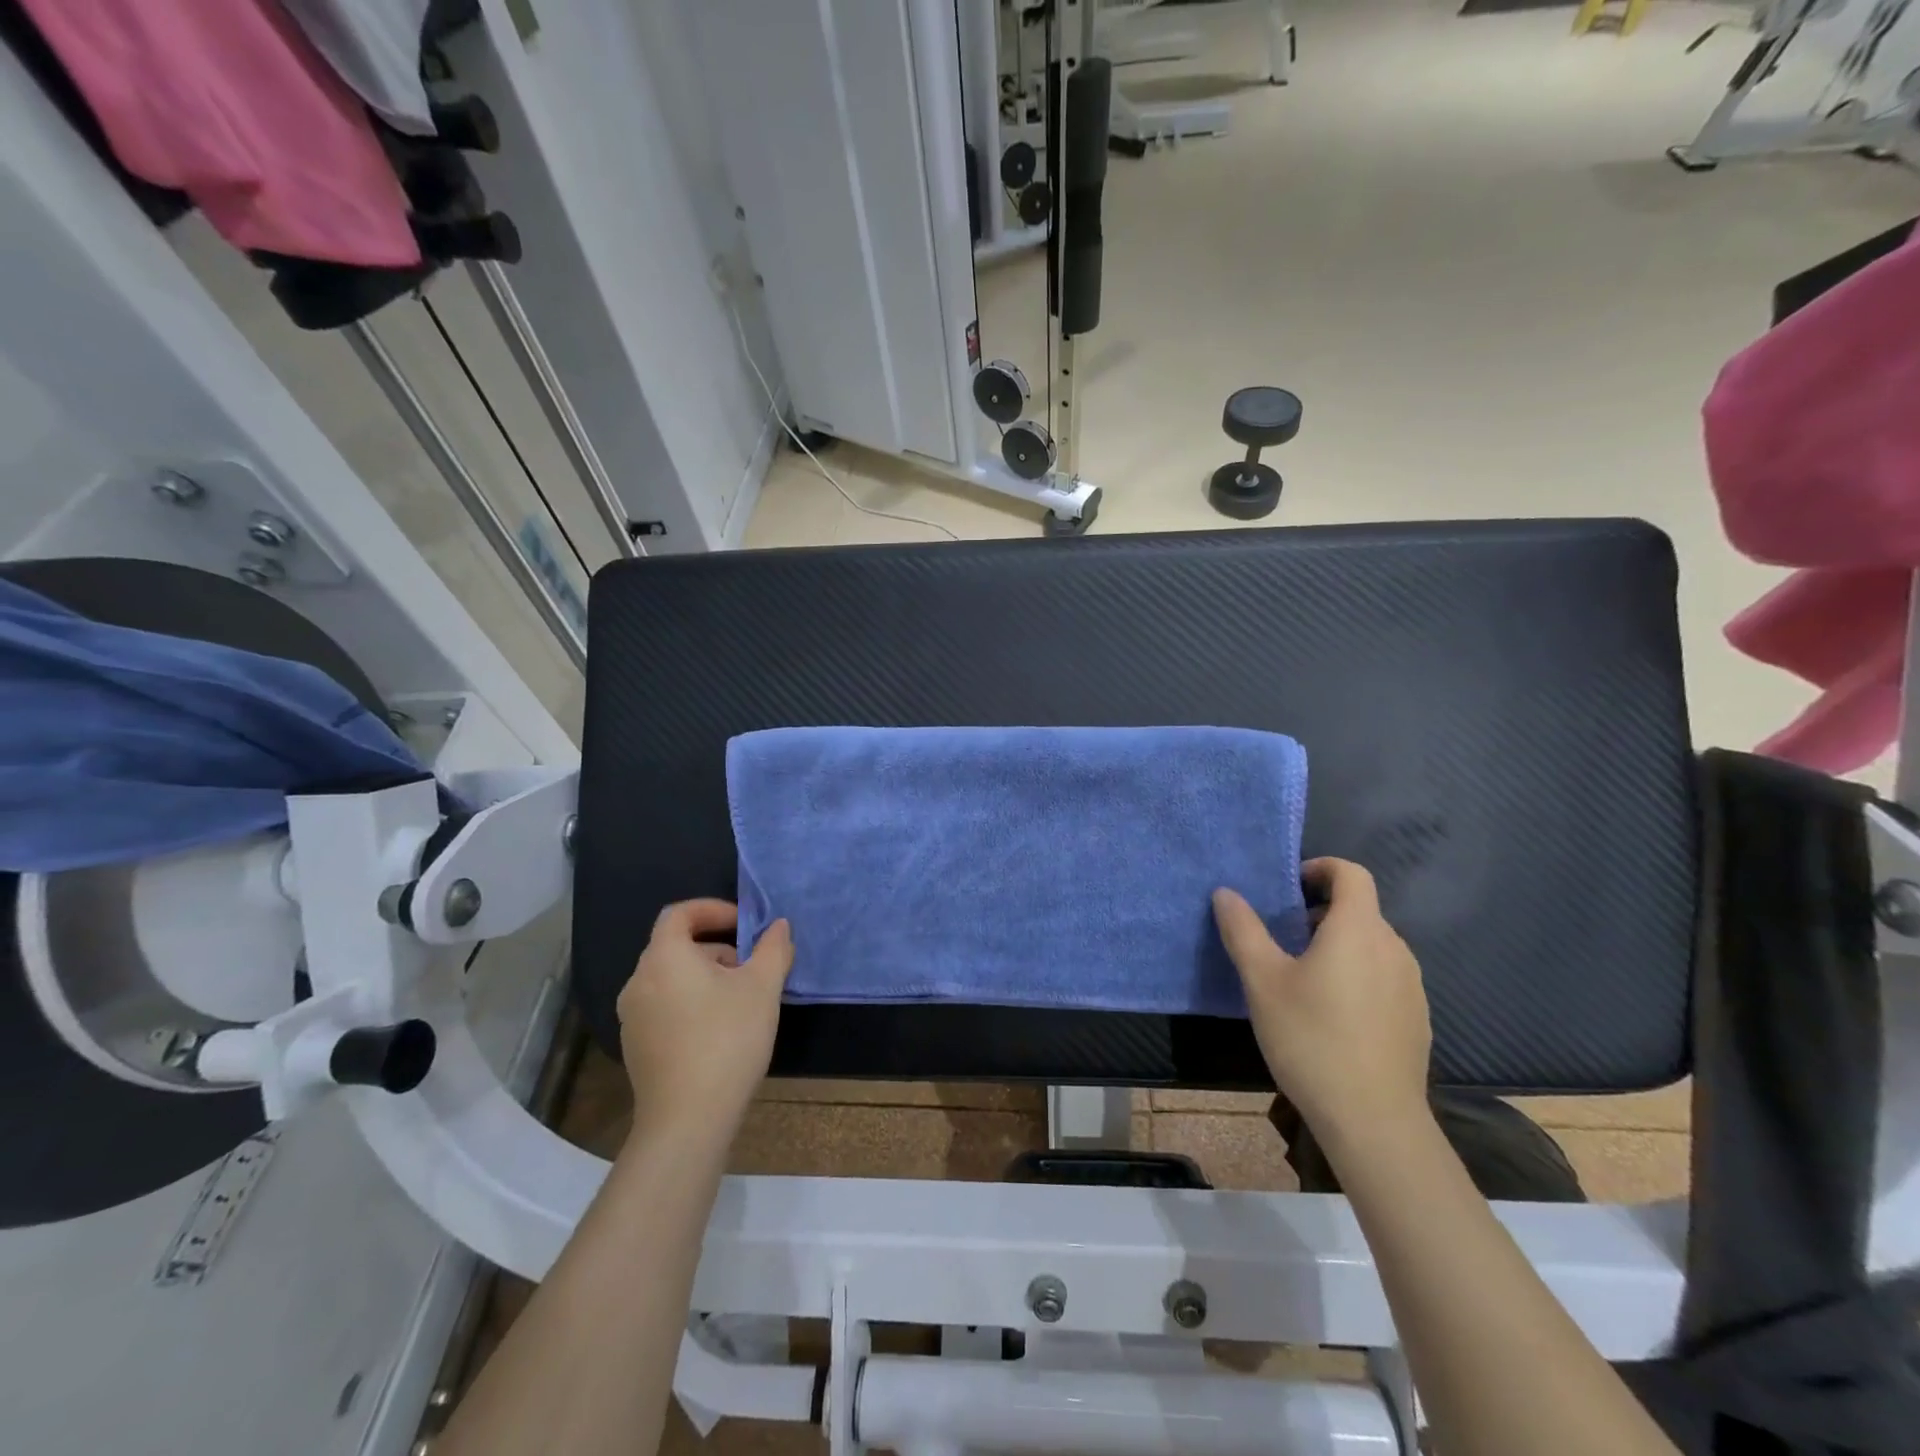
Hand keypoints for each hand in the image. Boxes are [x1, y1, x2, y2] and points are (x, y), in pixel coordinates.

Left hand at [616, 900, 793, 1145]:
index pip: (679, 913)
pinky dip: (690, 1001)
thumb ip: (773, 948)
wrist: (688, 1120)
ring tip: (740, 998)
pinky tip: (719, 1029)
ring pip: (671, 977)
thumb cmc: (727, 1039)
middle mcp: (639, 981)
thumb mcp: (763, 987)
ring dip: (705, 975)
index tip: (744, 924)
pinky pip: (663, 1005)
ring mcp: (632, 1017)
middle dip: (716, 946)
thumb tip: (778, 926)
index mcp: (664, 957)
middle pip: (675, 946)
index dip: (713, 909)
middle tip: (750, 965)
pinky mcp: (636, 1046)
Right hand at [1213, 859, 1430, 1146]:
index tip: (1289, 887)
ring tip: (1302, 976)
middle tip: (1282, 936)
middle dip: (1320, 910)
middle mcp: (1393, 948)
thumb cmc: (1311, 1039)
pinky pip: (1384, 976)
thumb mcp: (1262, 981)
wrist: (1373, 1121)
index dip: (1321, 868)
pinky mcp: (1416, 1018)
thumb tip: (1226, 893)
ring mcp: (1411, 985)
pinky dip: (1357, 974)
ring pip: (1372, 944)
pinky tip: (1332, 1014)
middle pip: (1361, 909)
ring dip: (1339, 943)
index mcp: (1358, 930)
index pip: (1352, 874)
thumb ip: (1243, 930)